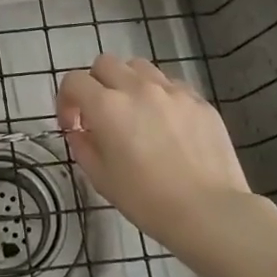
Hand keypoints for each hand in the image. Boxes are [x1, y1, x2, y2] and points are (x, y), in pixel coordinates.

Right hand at [56, 55, 276, 258]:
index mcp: (107, 106)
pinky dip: (159, 95)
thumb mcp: (101, 178)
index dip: (66, 100)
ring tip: (135, 111)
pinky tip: (166, 123)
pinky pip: (171, 84)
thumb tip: (80, 132)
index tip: (73, 125)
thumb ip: (83, 147)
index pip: (74, 81)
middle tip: (101, 114)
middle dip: (95, 84)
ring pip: (139, 67)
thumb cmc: (147, 200)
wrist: (210, 212)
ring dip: (127, 82)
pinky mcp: (199, 100)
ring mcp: (172, 91)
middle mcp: (137, 88)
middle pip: (105, 63)